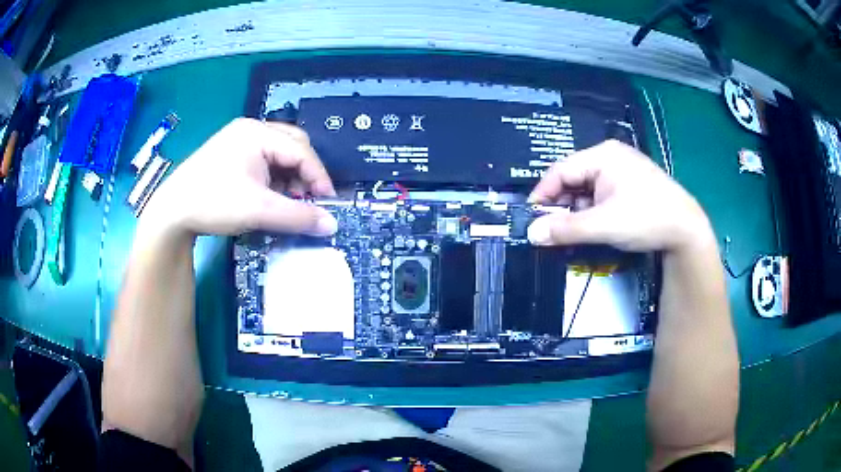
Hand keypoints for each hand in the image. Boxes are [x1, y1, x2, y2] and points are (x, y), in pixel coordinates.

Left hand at [140, 118, 337, 237]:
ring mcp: (238, 140)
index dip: (319, 177)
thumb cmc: (214, 203)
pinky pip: (263, 161)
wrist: (172, 212)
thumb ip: (298, 217)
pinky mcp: (231, 154)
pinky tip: (268, 197)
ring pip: (278, 155)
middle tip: (306, 200)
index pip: (301, 150)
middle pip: (292, 147)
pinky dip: (273, 179)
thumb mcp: (259, 211)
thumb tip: (332, 225)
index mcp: (257, 133)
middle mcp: (250, 130)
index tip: (328, 202)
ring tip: (285, 202)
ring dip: (289, 178)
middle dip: (303, 175)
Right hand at [527, 140, 711, 251]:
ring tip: (572, 233)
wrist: (687, 230)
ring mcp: (622, 170)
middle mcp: (610, 157)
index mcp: (602, 155)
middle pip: (573, 179)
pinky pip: (602, 194)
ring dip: (577, 211)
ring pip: (587, 189)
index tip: (531, 219)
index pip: (560, 171)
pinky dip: (593, 211)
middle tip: (552, 231)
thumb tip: (531, 234)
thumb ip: (565, 229)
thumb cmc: (646, 219)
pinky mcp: (630, 184)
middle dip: (561, 205)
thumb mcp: (603, 225)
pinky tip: (593, 227)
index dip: (542, 195)